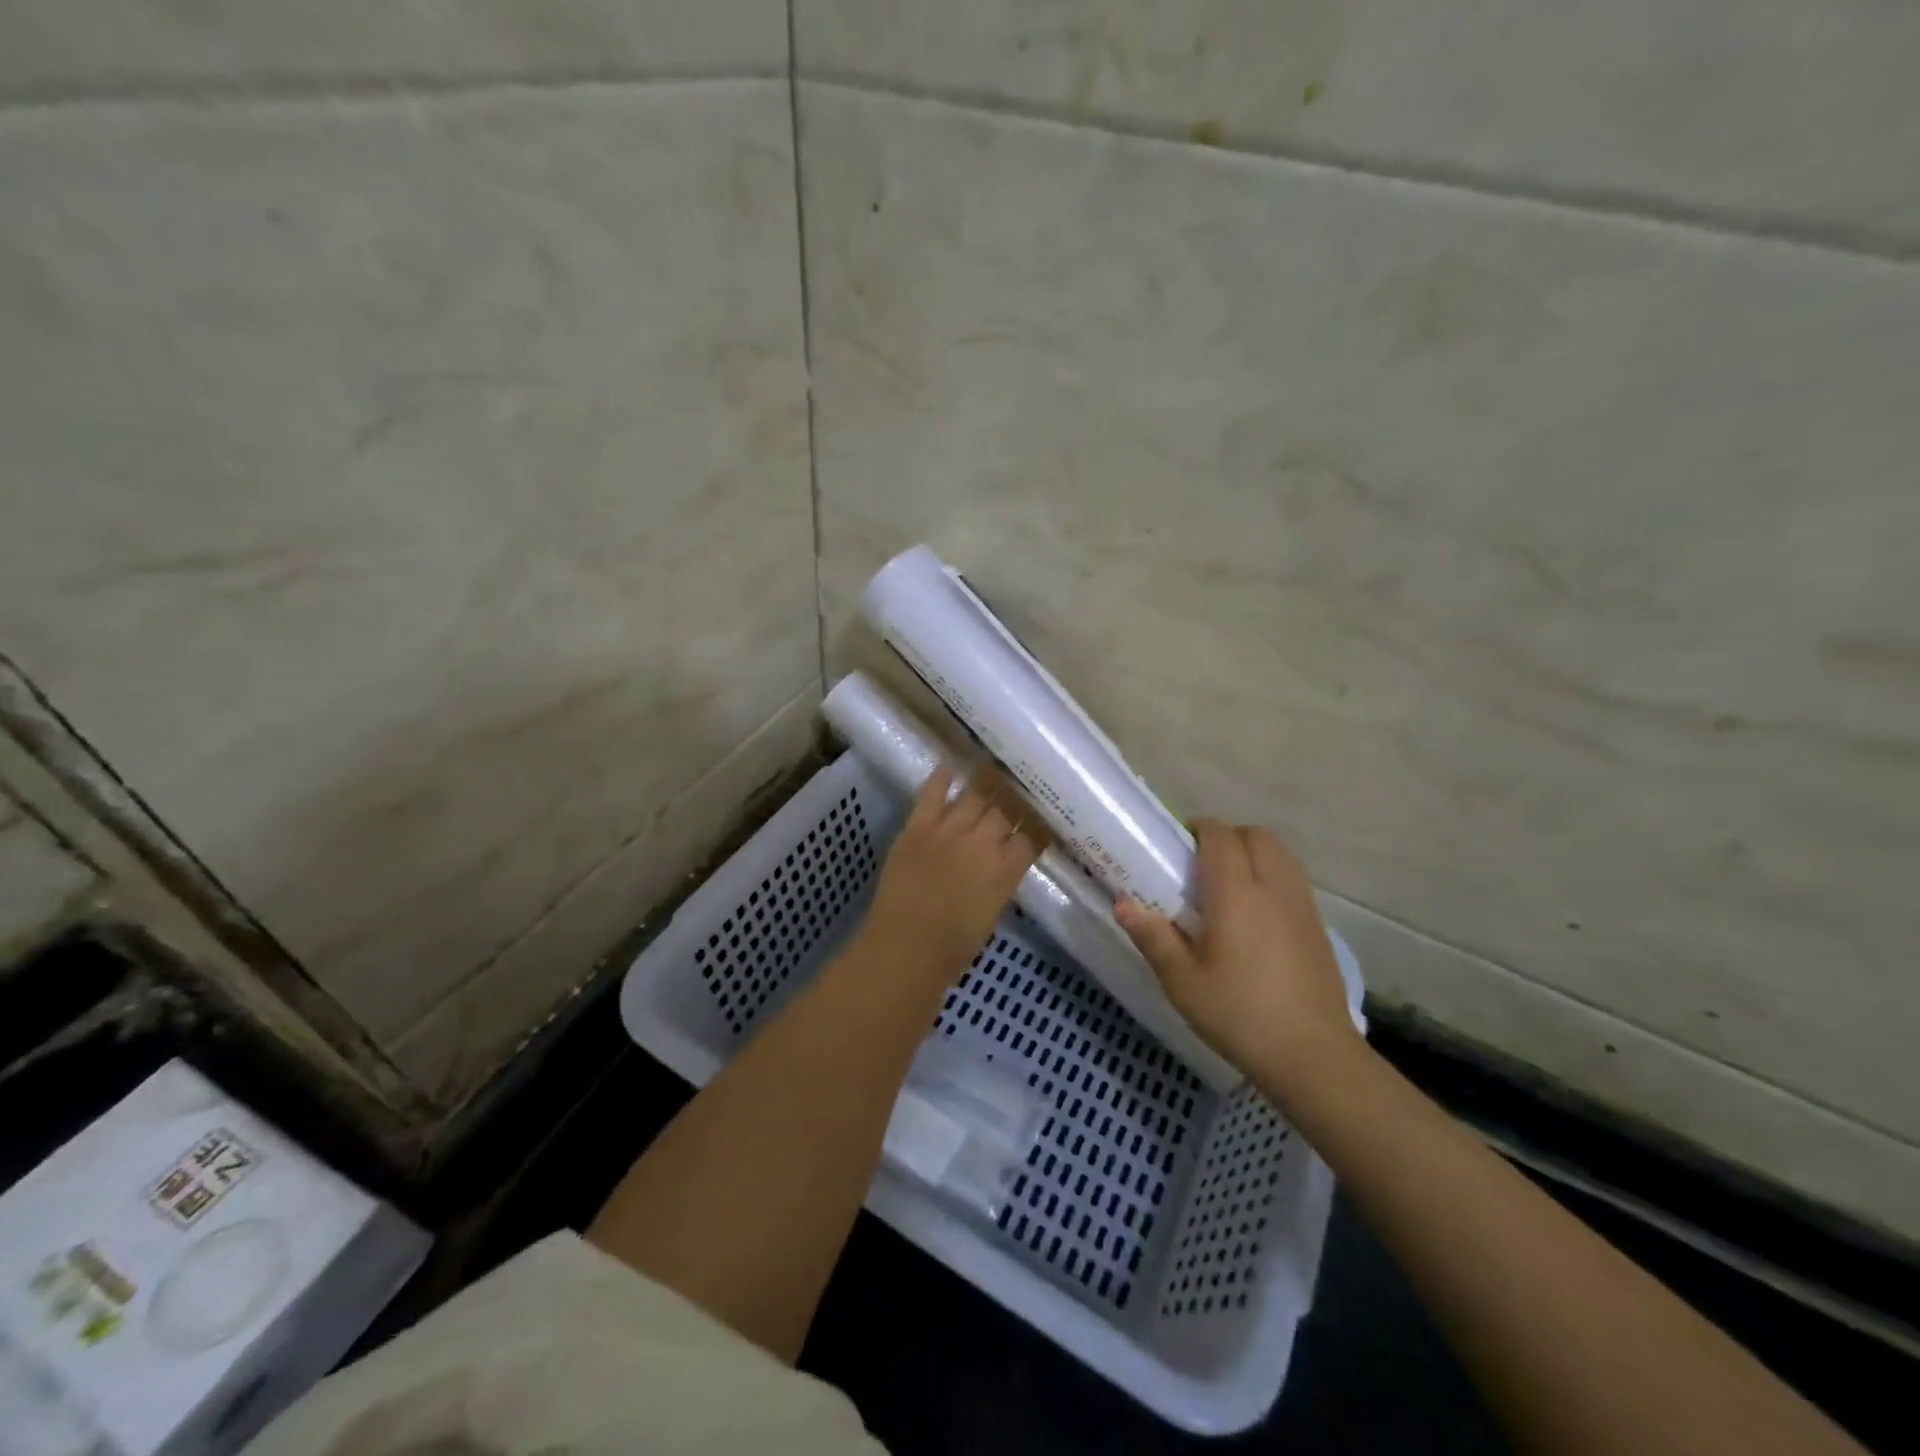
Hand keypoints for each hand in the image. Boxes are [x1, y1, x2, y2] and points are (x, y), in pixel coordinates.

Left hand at [858, 767, 1039, 983]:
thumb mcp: (990, 916)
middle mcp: (982, 844)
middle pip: (1005, 810)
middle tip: (1018, 788)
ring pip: (975, 796)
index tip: (1040, 816)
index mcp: (1005, 872)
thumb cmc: (951, 949)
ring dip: (986, 783)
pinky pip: (932, 795)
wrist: (904, 949)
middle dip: (1014, 799)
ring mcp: (948, 831)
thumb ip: (999, 884)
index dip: (1037, 825)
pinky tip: (949, 765)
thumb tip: (1001, 865)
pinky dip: (941, 779)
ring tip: (994, 770)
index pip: (1031, 837)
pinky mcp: (918, 827)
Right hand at [1115, 819, 1359, 1087]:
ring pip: (1281, 854)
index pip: (1220, 836)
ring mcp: (1302, 906)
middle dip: (1228, 836)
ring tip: (1227, 885)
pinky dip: (1272, 877)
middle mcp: (1273, 888)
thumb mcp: (1182, 981)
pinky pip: (1293, 879)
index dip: (1198, 829)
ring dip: (1253, 853)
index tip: (1177, 844)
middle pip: (1256, 835)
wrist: (1313, 1056)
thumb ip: (1153, 937)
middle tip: (1200, 864)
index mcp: (1237, 893)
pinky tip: (1255, 915)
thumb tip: (1123, 904)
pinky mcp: (1318, 927)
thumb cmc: (1239, 1014)